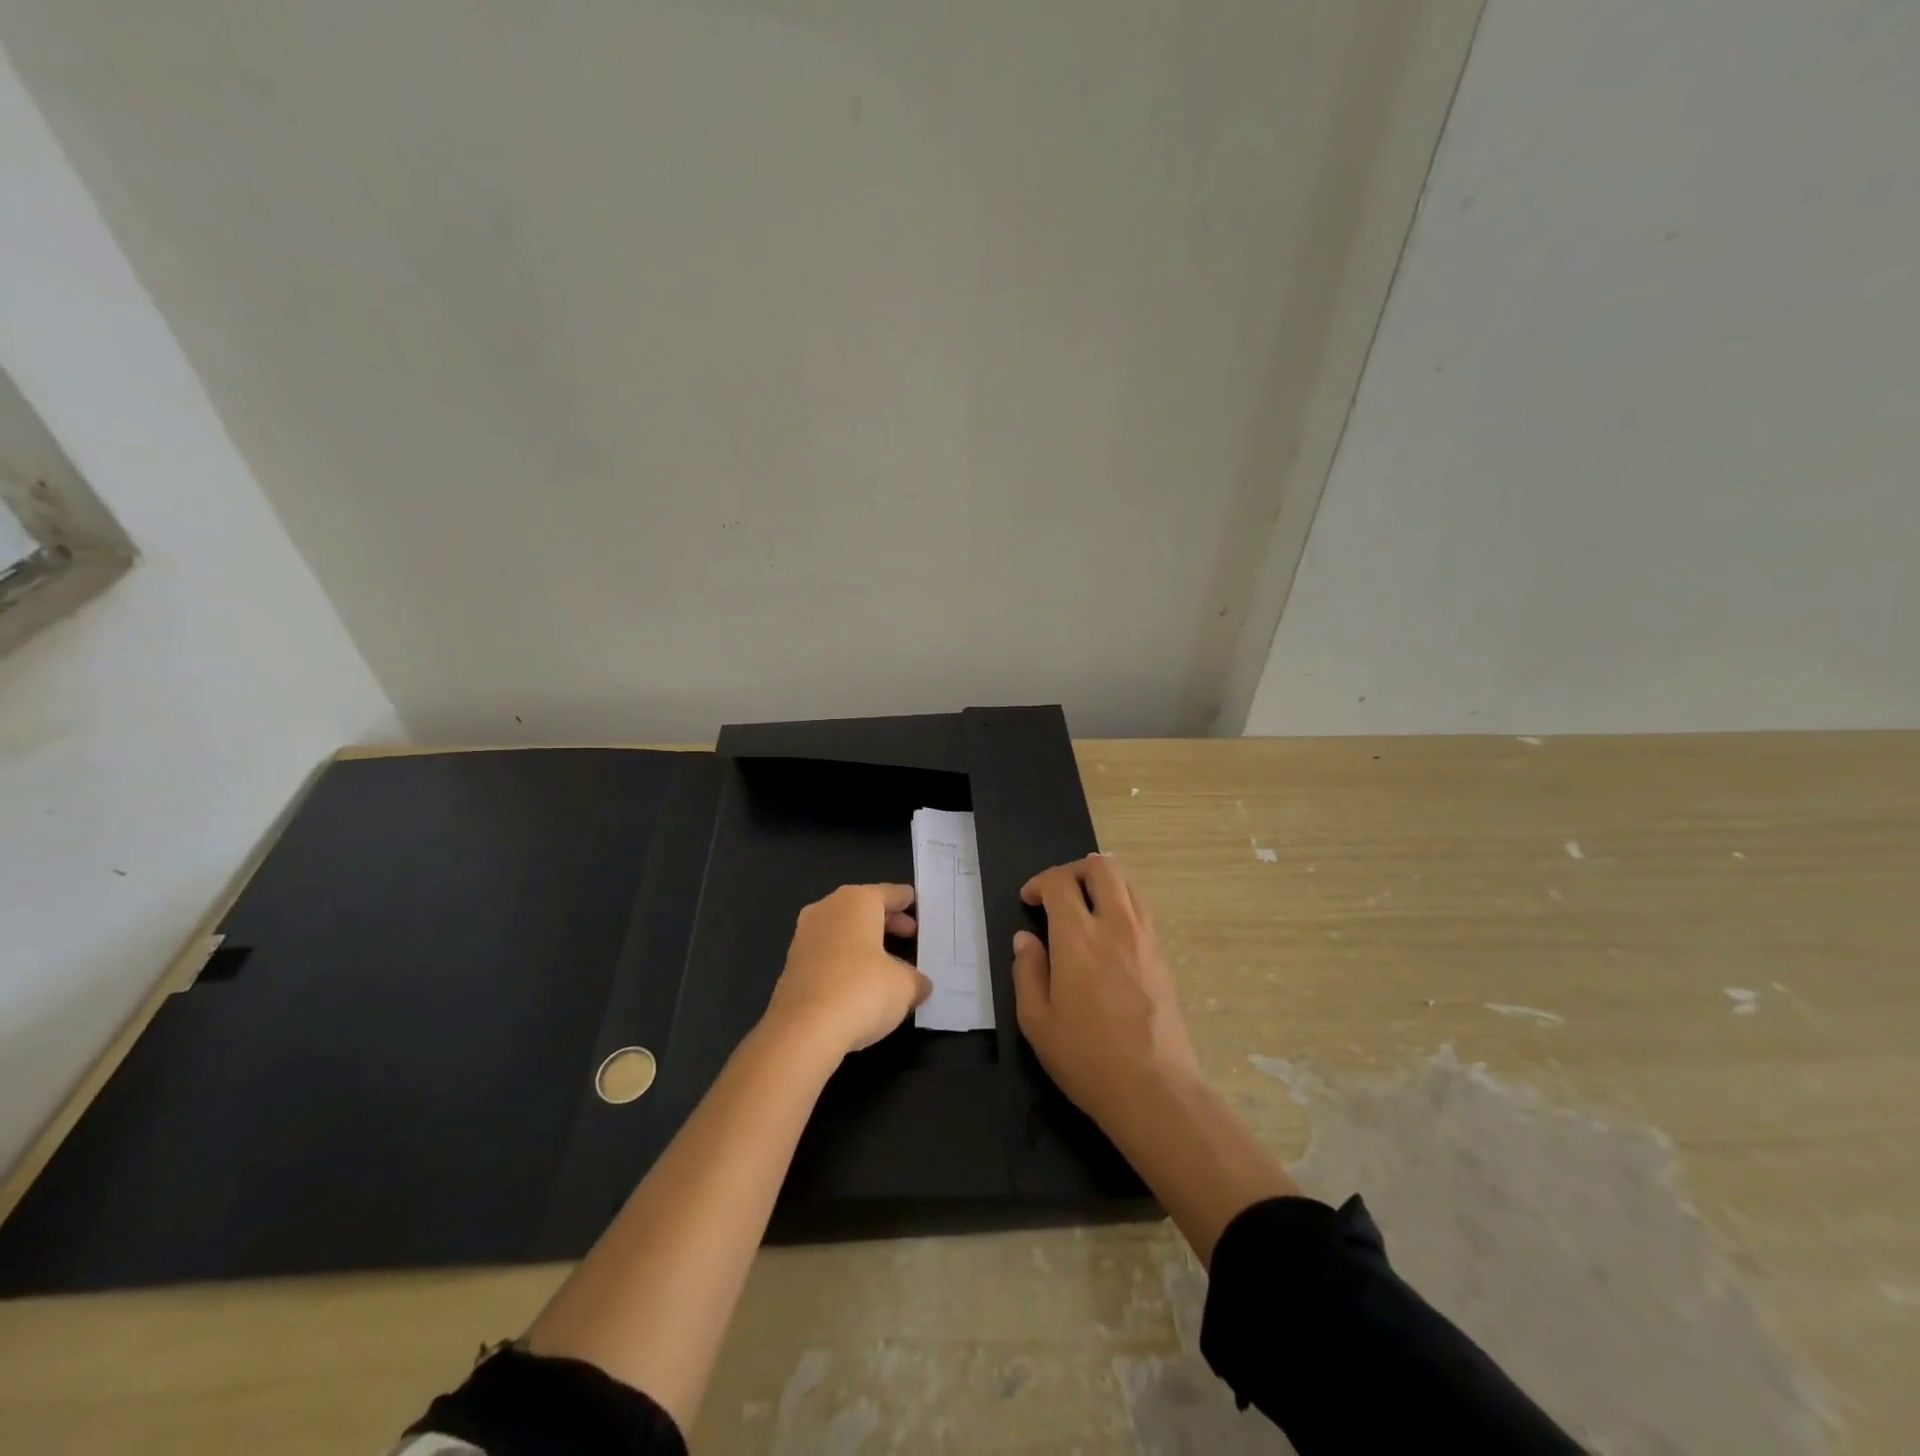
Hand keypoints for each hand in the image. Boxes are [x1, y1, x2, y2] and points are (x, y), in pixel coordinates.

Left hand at [763, 884, 930, 1057]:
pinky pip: (828, 952)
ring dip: (865, 942)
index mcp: (857, 901)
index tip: (920, 909)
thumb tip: (919, 984)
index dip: (907, 902)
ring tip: (889, 962)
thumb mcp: (905, 986)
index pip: (890, 893)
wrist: (802, 1031)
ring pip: (843, 930)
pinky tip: (861, 982)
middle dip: (888, 922)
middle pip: (864, 908)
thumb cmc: (861, 991)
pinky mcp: (793, 964)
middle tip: (911, 936)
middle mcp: (828, 909)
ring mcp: (805, 935)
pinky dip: (846, 960)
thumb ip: (916, 980)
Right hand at [1011, 856, 1201, 1127]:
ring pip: (1128, 884)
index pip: (1060, 882)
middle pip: (1102, 867)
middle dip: (1075, 870)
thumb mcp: (1036, 1021)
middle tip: (1059, 895)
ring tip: (1085, 910)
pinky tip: (1108, 938)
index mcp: (1078, 937)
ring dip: (1102, 885)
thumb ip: (1027, 971)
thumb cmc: (1086, 1057)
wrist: (1155, 1090)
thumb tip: (1026, 939)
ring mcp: (1145, 939)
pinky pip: (1141, 911)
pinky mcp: (1163, 957)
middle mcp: (1116, 925)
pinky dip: (1121, 907)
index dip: (1039, 883)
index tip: (1029, 901)